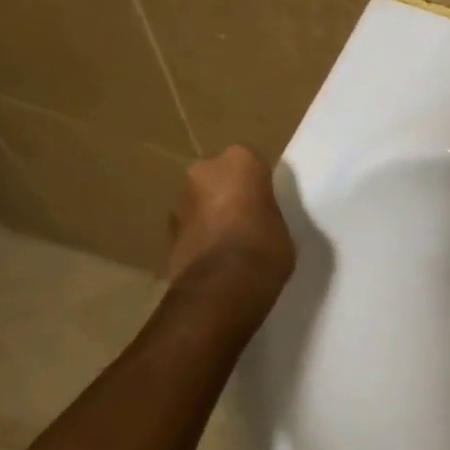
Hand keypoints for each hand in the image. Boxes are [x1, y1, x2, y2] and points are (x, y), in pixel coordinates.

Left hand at [167, 148, 295, 309]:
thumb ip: (267, 211)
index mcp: (239, 161)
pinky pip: (192, 227)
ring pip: (202, 201)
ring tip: (233, 243)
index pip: (252, 163)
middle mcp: (203, 171)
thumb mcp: (283, 225)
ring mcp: (180, 201)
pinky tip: (218, 258)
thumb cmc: (265, 248)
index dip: (260, 183)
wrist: (222, 288)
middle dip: (230, 194)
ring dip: (212, 215)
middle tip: (250, 219)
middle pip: (220, 177)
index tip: (269, 202)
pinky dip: (201, 237)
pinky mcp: (167, 232)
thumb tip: (259, 218)